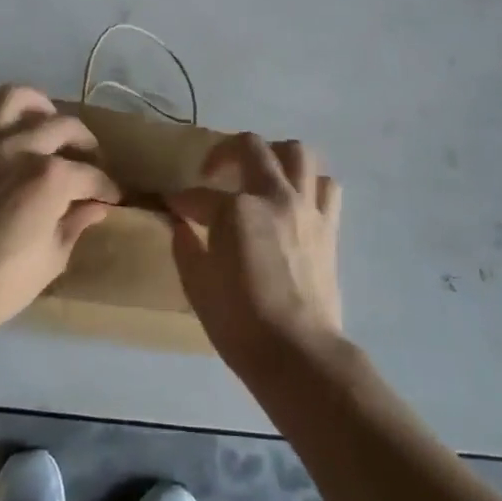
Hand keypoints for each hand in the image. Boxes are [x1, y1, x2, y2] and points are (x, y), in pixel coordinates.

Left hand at [0, 85, 120, 335]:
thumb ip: (76, 224)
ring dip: (33, 103)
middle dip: (84, 142)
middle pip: (62, 126)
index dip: (107, 188)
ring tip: (44, 120)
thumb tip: (95, 208)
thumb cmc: (3, 282)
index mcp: (51, 177)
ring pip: (10, 97)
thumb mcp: (54, 258)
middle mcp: (20, 148)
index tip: (112, 199)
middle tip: (90, 160)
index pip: (91, 175)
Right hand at [168, 135, 343, 375]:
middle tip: (213, 173)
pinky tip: (295, 198)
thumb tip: (180, 224)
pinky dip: (310, 183)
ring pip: (298, 153)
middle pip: (251, 147)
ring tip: (261, 172)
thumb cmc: (240, 323)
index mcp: (236, 210)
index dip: (182, 200)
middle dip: (224, 152)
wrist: (297, 353)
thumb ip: (185, 246)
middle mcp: (273, 196)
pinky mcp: (329, 227)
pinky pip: (326, 187)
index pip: (200, 195)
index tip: (172, 207)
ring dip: (275, 155)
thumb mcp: (197, 286)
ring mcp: (306, 208)